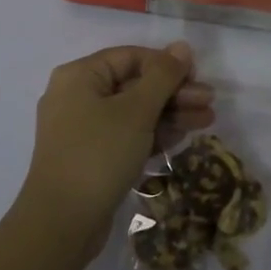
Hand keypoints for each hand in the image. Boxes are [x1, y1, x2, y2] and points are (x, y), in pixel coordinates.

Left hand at [19, 42, 214, 252]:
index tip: (197, 77)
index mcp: (80, 76)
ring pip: (133, 112)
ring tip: (207, 122)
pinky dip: (152, 134)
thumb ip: (163, 76)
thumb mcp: (136, 111)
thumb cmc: (99, 154)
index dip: (166, 64)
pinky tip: (182, 138)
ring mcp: (82, 129)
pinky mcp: (90, 157)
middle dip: (174, 93)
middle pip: (134, 84)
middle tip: (209, 102)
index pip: (131, 57)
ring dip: (169, 114)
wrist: (61, 223)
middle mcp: (76, 96)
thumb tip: (182, 46)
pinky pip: (126, 135)